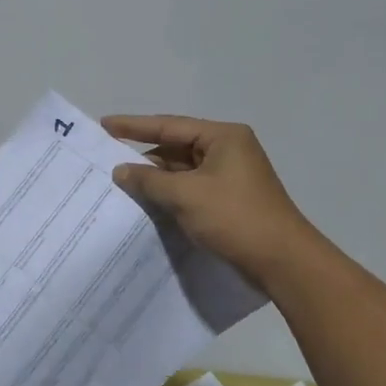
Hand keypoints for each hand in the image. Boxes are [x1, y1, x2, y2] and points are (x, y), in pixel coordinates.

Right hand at [102, 114, 317, 284]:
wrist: (281, 261)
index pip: (169, 125)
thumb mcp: (186, 195)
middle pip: (176, 147)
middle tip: (106, 161)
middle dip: (143, 157)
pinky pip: (191, 190)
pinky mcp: (229, 201)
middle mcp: (228, 150)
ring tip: (120, 185)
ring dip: (156, 179)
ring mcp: (230, 177)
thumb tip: (120, 170)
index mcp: (223, 137)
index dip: (133, 126)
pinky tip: (147, 203)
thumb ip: (149, 180)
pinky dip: (170, 194)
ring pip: (182, 171)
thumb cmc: (234, 217)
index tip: (103, 125)